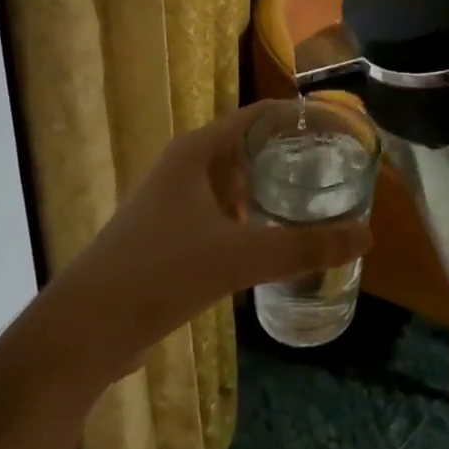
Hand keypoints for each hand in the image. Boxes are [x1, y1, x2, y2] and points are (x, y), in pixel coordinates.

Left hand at [42, 101, 371, 388]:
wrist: (82, 333)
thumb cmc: (158, 273)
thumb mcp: (237, 257)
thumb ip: (303, 246)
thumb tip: (366, 236)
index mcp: (198, 152)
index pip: (261, 115)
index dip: (301, 118)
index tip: (342, 130)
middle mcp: (187, 168)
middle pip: (251, 147)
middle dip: (294, 156)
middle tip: (342, 169)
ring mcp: (176, 203)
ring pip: (237, 183)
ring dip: (274, 190)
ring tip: (321, 201)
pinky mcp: (172, 237)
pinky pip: (225, 215)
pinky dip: (255, 219)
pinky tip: (280, 241)